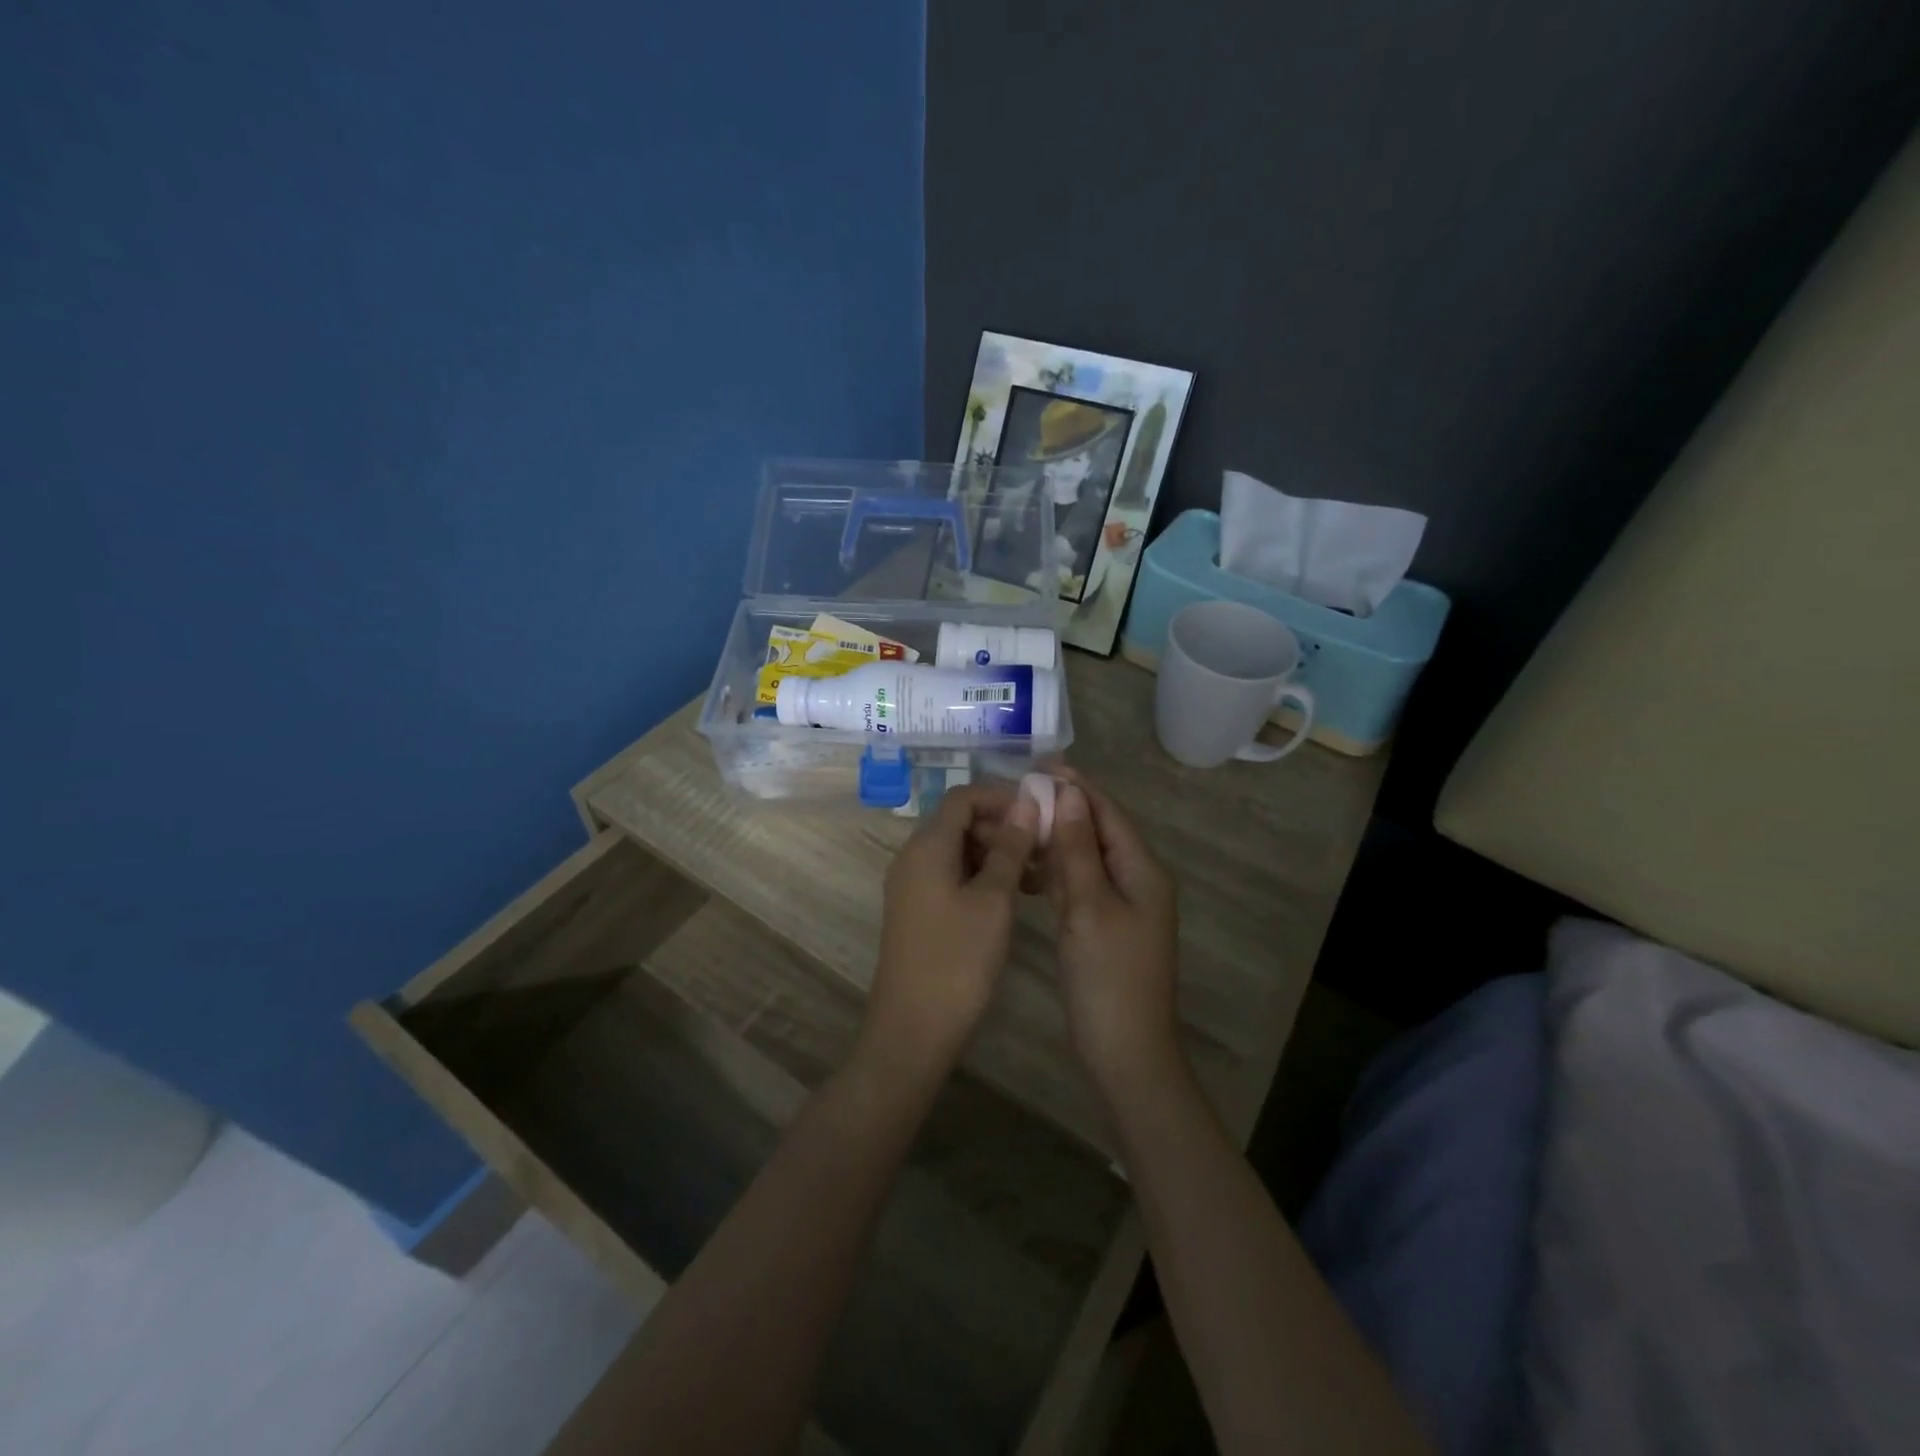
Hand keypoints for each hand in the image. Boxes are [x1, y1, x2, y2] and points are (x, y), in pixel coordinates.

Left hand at [860, 783, 1040, 1084]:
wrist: (913, 1030)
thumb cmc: (957, 961)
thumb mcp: (993, 901)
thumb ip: (1010, 848)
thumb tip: (1026, 803)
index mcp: (927, 847)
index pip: (963, 797)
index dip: (1002, 797)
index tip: (1041, 814)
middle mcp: (913, 857)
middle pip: (960, 822)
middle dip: (1004, 827)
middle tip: (1045, 848)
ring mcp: (913, 886)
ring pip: (959, 851)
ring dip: (998, 854)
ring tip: (1038, 875)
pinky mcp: (919, 910)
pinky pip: (953, 876)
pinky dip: (984, 877)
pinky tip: (1015, 897)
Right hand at [1043, 769, 1186, 1102]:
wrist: (1125, 1052)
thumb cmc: (1109, 977)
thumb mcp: (1089, 907)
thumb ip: (1078, 850)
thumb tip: (1069, 795)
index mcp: (1143, 870)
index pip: (1108, 813)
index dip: (1077, 787)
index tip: (1039, 765)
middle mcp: (1137, 880)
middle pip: (1098, 831)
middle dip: (1063, 809)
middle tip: (1019, 793)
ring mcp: (1122, 905)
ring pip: (1087, 858)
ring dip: (1057, 839)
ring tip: (1017, 823)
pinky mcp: (1104, 926)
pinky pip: (1081, 885)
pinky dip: (1056, 872)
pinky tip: (1028, 868)